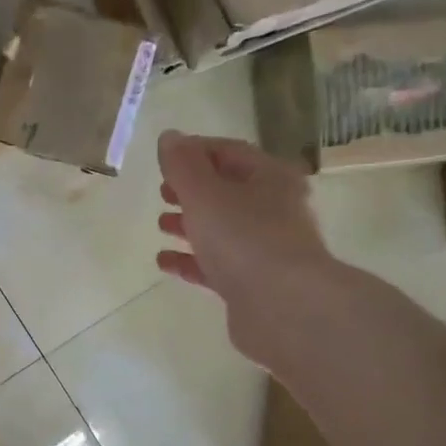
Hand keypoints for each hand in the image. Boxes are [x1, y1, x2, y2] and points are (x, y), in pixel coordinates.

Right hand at [154, 131, 336, 365]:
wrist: (284, 308)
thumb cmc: (244, 239)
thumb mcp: (205, 194)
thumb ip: (183, 165)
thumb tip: (169, 137)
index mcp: (270, 178)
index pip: (230, 151)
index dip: (195, 151)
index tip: (164, 159)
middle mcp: (274, 209)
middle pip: (227, 190)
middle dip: (192, 189)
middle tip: (162, 191)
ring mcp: (265, 249)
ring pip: (222, 228)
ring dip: (190, 224)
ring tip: (160, 224)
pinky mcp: (252, 283)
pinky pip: (216, 264)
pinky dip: (191, 259)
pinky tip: (165, 261)